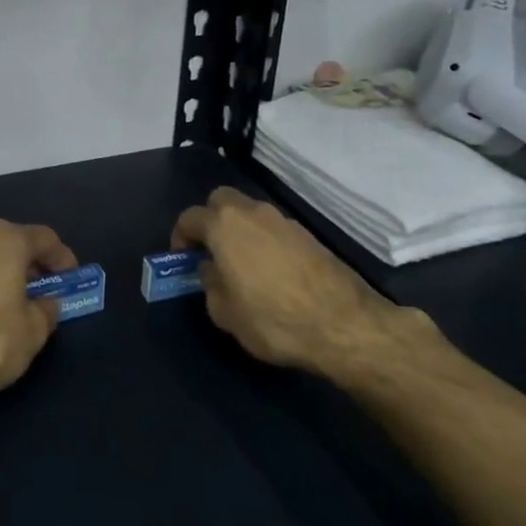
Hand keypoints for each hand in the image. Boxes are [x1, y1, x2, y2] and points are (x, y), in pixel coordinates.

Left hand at [0, 219, 77, 406]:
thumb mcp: (33, 331)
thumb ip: (46, 310)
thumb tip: (46, 303)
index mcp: (6, 239)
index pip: (45, 238)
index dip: (63, 259)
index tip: (71, 280)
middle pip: (14, 243)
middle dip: (33, 266)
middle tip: (47, 292)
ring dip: (8, 275)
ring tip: (20, 305)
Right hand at [171, 186, 427, 381]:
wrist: (344, 325)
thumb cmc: (272, 319)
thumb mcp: (225, 313)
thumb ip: (210, 285)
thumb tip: (213, 271)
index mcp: (224, 227)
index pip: (190, 217)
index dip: (180, 236)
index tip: (183, 258)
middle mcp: (253, 213)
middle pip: (221, 200)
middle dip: (210, 219)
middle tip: (211, 249)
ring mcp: (284, 221)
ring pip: (251, 212)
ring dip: (240, 229)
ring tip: (242, 264)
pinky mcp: (309, 235)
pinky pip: (274, 228)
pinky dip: (265, 241)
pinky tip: (271, 271)